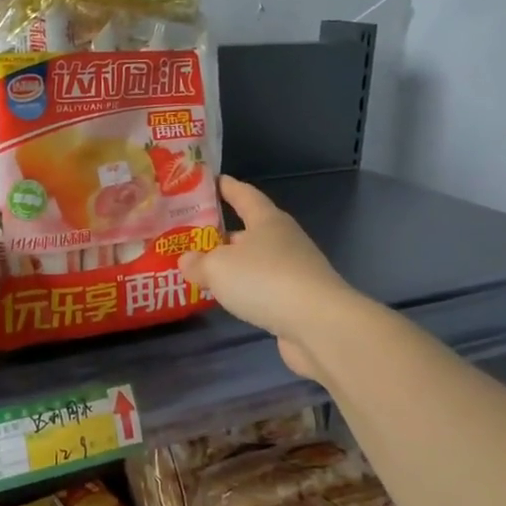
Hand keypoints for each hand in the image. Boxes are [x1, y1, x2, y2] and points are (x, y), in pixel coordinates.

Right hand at [179, 177, 358, 381]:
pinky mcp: (298, 299)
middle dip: (223, 232)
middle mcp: (283, 239)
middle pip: (250, 229)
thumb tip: (186, 260)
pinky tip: (229, 299)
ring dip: (234, 264)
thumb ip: (198, 263)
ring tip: (204, 270)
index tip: (210, 181)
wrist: (318, 324)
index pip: (244, 194)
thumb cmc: (265, 280)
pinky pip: (264, 287)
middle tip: (193, 236)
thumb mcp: (218, 268)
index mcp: (267, 220)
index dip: (226, 187)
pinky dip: (246, 289)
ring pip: (256, 260)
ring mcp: (295, 270)